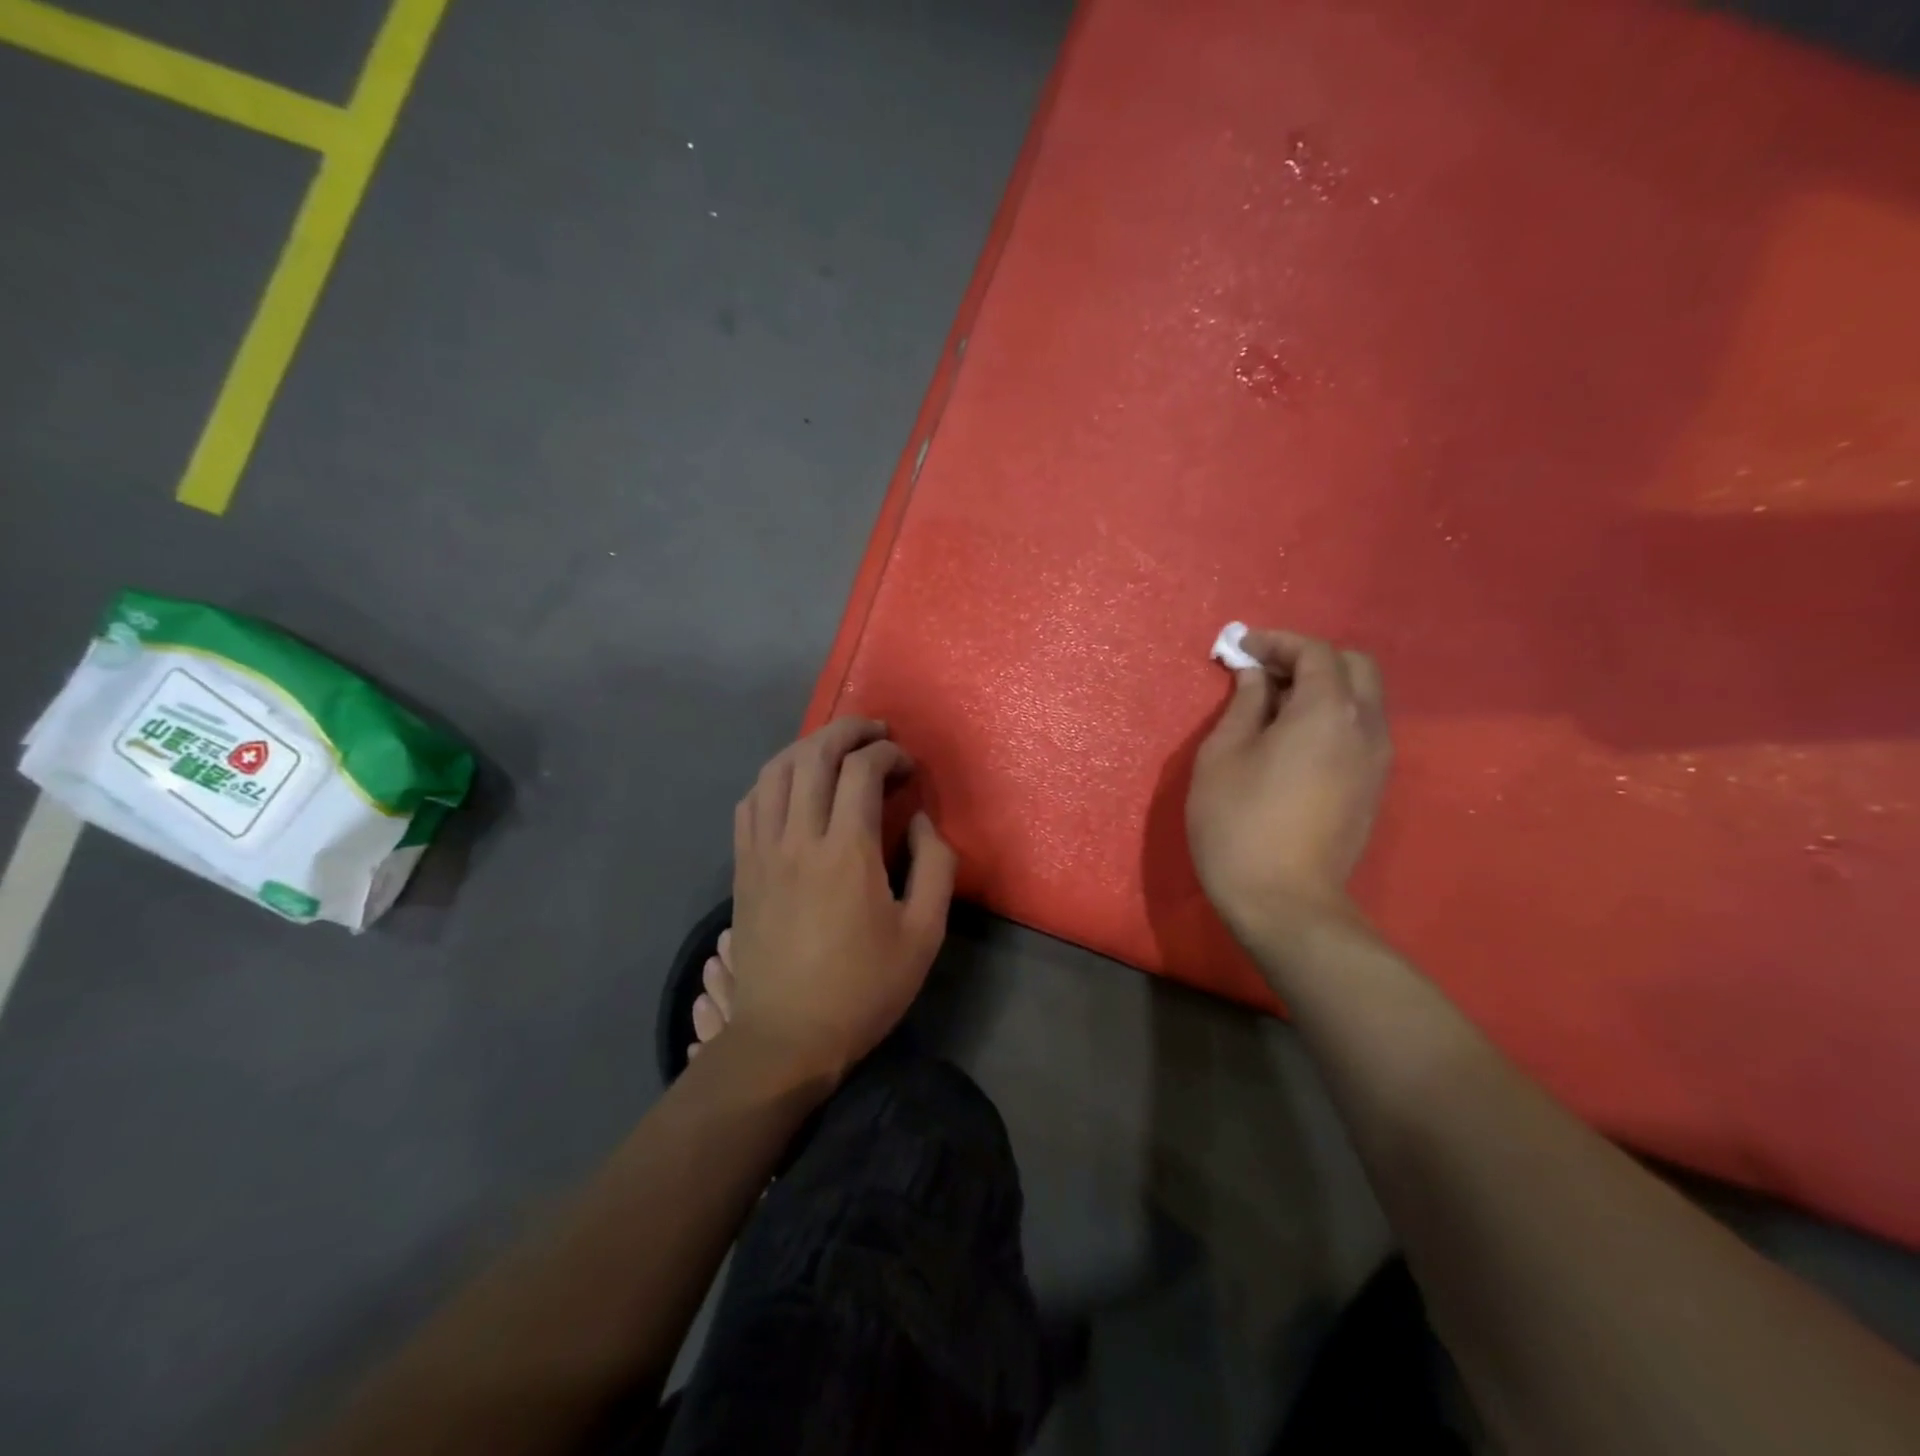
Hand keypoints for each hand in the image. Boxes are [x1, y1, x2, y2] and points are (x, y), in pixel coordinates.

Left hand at [726, 717, 955, 1086]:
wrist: (786, 1039)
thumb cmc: (863, 989)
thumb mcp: (924, 935)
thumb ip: (935, 867)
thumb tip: (919, 822)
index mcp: (847, 852)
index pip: (862, 771)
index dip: (889, 754)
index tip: (908, 766)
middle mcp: (799, 838)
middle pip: (814, 755)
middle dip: (848, 731)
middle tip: (875, 732)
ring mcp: (763, 851)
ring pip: (775, 771)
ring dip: (808, 746)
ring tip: (835, 748)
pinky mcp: (743, 868)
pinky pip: (750, 803)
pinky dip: (774, 778)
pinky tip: (792, 785)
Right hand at [1187, 629, 1391, 955]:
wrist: (1285, 902)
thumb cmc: (1239, 823)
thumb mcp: (1223, 755)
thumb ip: (1244, 704)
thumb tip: (1256, 675)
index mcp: (1327, 711)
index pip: (1314, 652)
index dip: (1277, 642)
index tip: (1241, 649)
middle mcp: (1366, 726)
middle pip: (1353, 666)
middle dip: (1308, 658)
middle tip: (1262, 673)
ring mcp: (1377, 759)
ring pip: (1363, 698)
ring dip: (1323, 687)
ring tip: (1274, 706)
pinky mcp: (1374, 786)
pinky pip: (1361, 729)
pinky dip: (1332, 715)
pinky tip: (1294, 739)